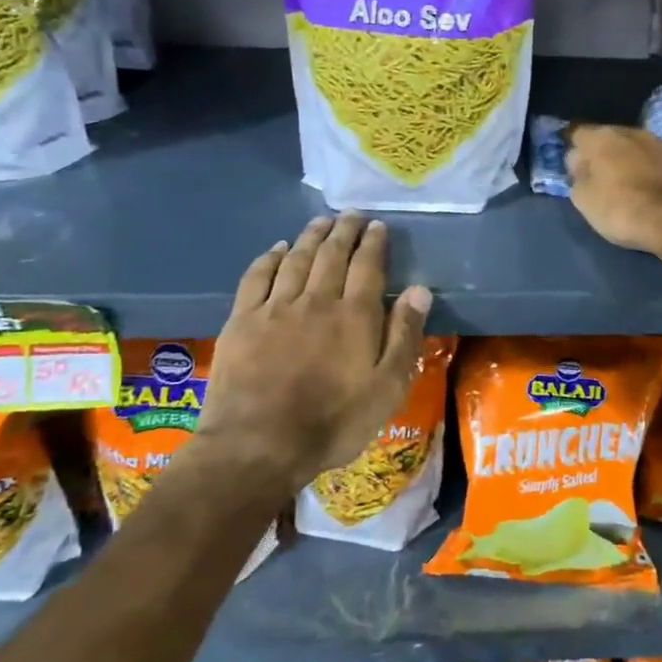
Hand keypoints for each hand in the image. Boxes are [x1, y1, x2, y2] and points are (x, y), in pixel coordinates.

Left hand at [195, 213, 431, 488]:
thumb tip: (419, 290)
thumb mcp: (387, 388)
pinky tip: (278, 249)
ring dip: (311, 236)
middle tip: (352, 215)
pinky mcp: (243, 321)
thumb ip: (404, 336)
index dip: (374, 243)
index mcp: (355, 316)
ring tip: (321, 221)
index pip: (368, 266)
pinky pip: (257, 277)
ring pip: (296, 259)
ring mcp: (275, 308)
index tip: (378, 226)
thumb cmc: (333, 422)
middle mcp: (316, 301)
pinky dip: (270, 257)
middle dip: (344, 231)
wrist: (257, 446)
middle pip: (332, 255)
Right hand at [566, 124, 661, 256]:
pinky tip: (661, 187)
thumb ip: (578, 177)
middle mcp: (632, 132)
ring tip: (635, 184)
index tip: (576, 171)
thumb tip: (581, 164)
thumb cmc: (622, 209)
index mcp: (602, 139)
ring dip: (635, 159)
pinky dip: (660, 169)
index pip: (578, 134)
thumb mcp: (584, 200)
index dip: (576, 153)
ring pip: (640, 146)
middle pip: (611, 137)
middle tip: (605, 178)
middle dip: (607, 154)